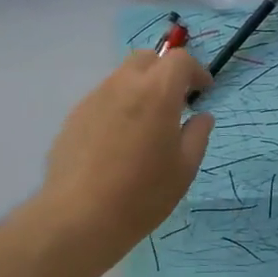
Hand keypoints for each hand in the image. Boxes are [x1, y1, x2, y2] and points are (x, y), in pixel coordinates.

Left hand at [39, 50, 214, 263]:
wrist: (80, 217)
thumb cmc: (143, 194)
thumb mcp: (184, 168)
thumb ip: (197, 135)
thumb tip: (201, 116)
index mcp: (156, 92)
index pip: (179, 60)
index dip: (195, 70)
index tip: (203, 91)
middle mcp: (123, 85)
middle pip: (147, 59)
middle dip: (165, 71)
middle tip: (176, 100)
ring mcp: (94, 99)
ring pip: (122, 78)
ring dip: (140, 88)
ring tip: (147, 124)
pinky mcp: (74, 117)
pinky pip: (103, 100)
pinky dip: (118, 107)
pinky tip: (119, 142)